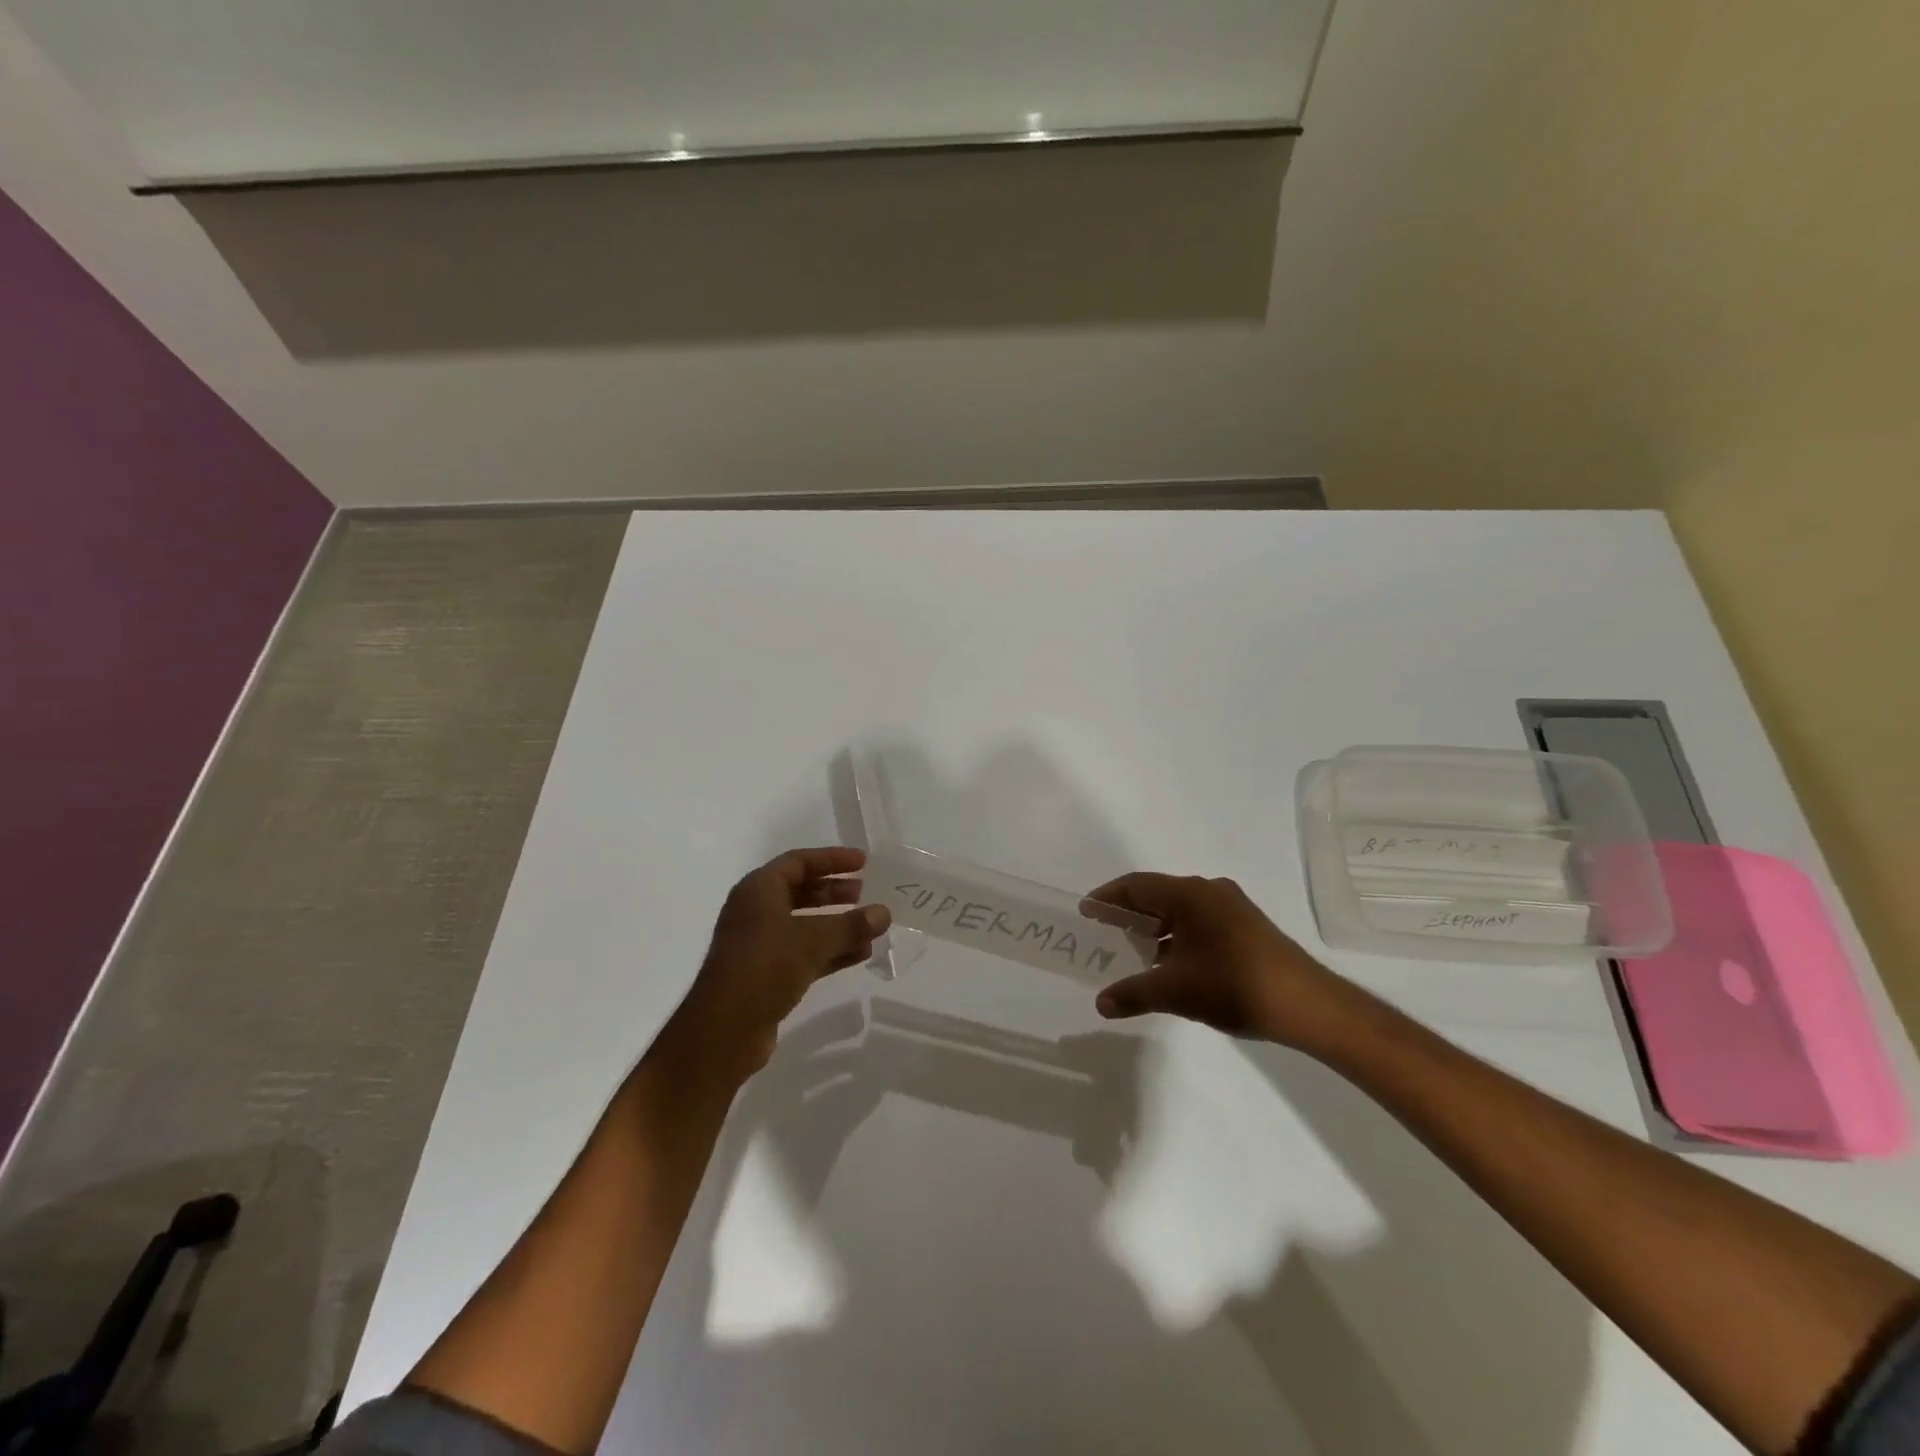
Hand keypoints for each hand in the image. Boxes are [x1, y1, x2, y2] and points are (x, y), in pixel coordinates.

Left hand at [666, 847, 889, 1078]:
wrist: (723, 1031)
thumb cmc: (765, 968)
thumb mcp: (813, 942)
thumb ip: (851, 925)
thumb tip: (884, 912)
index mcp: (758, 890)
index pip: (798, 862)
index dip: (832, 859)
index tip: (863, 862)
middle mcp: (756, 911)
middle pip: (801, 891)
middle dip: (834, 891)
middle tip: (865, 892)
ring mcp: (760, 944)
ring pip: (804, 924)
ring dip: (836, 924)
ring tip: (870, 926)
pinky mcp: (766, 973)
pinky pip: (804, 951)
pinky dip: (830, 950)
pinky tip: (860, 954)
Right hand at [1085, 873, 1365, 1050]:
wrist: (1306, 1004)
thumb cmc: (1233, 985)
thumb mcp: (1174, 991)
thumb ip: (1133, 993)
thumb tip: (1101, 1004)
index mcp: (1189, 894)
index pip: (1136, 885)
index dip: (1107, 898)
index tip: (1086, 912)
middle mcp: (1209, 891)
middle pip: (1158, 895)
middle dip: (1130, 914)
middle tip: (1105, 933)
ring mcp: (1232, 908)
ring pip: (1181, 911)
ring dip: (1155, 928)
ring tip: (1134, 952)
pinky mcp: (1247, 927)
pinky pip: (1200, 922)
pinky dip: (1178, 936)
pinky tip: (1172, 964)